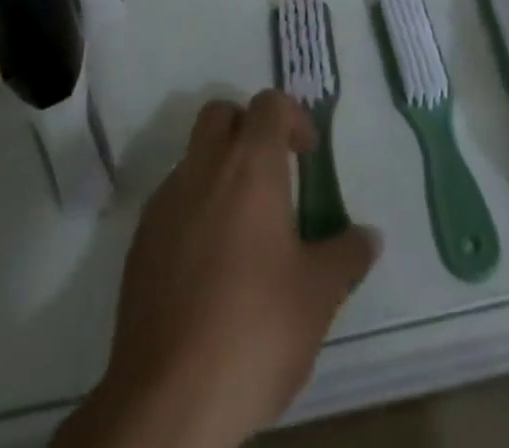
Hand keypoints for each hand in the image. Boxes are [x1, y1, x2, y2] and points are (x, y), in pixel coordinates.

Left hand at [59, 91, 380, 447]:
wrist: (166, 403)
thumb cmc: (254, 331)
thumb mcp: (318, 296)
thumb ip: (346, 255)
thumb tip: (369, 236)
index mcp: (250, 166)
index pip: (269, 104)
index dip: (293, 117)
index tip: (308, 154)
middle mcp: (203, 169)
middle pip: (221, 114)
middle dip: (247, 128)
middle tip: (273, 173)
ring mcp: (164, 204)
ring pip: (193, 157)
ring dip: (218, 170)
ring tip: (244, 226)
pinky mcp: (139, 244)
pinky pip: (172, 201)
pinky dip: (193, 209)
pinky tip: (210, 263)